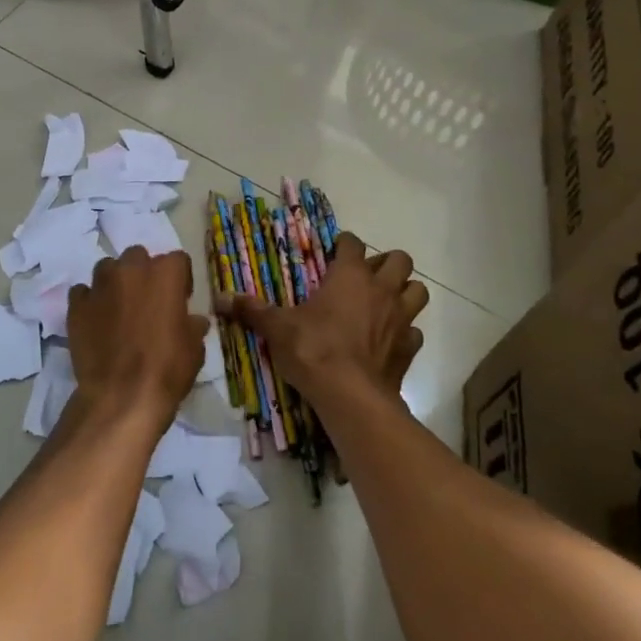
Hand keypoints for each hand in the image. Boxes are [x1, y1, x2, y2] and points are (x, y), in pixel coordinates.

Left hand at [65, 247, 207, 432]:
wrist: (121, 396)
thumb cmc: (167, 369)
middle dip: (143, 273)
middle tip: (146, 301)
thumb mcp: (194, 349)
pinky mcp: (77, 304)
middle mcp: (131, 269)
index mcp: (165, 273)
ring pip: (107, 268)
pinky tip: (95, 321)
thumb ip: (193, 327)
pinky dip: (90, 301)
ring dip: (115, 282)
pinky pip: (83, 292)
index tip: (179, 300)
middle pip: (138, 257)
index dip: (179, 279)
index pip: (177, 260)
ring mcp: (100, 284)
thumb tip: (194, 321)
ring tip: (118, 308)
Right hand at [216, 234, 426, 411]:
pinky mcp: (409, 348)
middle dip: (386, 263)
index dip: (344, 244)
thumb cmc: (313, 349)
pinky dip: (406, 332)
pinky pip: (415, 332)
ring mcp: (400, 319)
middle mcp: (380, 290)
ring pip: (418, 291)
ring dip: (405, 292)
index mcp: (349, 275)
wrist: (350, 396)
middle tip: (365, 277)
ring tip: (385, 302)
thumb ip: (254, 310)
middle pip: (399, 260)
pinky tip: (389, 340)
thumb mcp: (277, 328)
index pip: (352, 244)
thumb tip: (222, 299)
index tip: (334, 251)